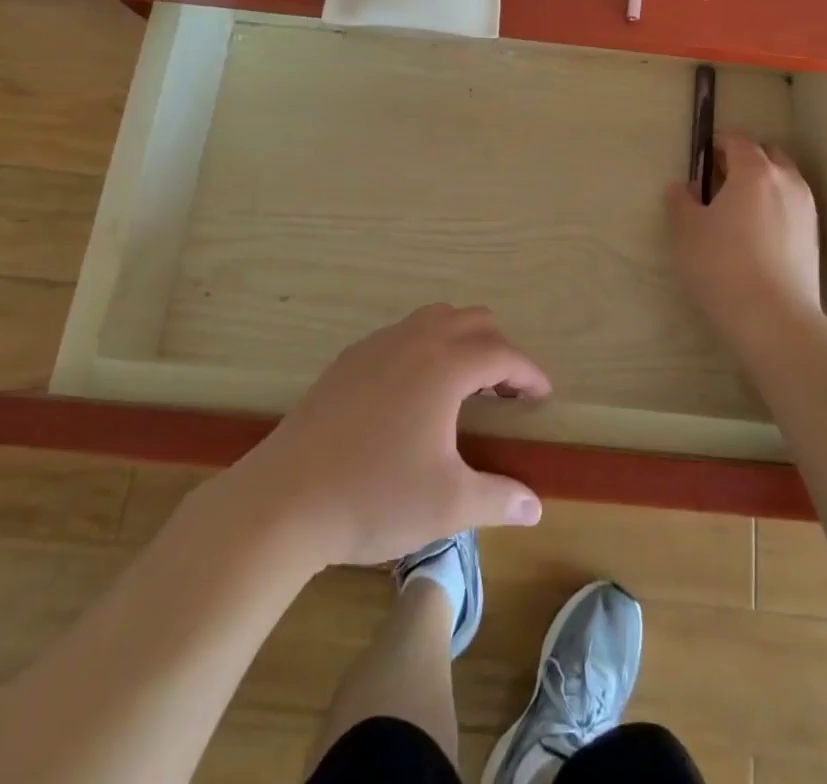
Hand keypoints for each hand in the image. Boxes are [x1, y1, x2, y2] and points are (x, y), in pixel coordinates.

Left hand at [230, 304, 550, 567]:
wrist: (284, 501)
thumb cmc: (374, 497)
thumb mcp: (447, 504)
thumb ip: (498, 499)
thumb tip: (535, 506)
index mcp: (445, 366)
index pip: (502, 353)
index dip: (529, 373)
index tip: (542, 397)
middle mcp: (414, 341)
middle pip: (472, 320)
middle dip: (498, 349)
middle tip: (505, 392)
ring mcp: (376, 345)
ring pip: (434, 319)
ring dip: (460, 341)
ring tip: (464, 387)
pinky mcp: (348, 360)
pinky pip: (401, 334)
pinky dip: (425, 348)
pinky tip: (414, 394)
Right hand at [664, 132, 826, 347]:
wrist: (773, 319)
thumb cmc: (722, 266)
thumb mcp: (686, 231)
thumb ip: (681, 201)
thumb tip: (685, 187)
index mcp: (755, 172)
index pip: (739, 141)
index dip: (719, 143)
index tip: (703, 155)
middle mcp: (787, 182)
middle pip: (768, 155)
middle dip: (746, 159)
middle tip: (720, 178)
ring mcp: (806, 210)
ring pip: (785, 181)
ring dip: (764, 183)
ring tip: (739, 207)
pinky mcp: (814, 238)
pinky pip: (793, 207)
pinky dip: (776, 207)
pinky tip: (757, 233)